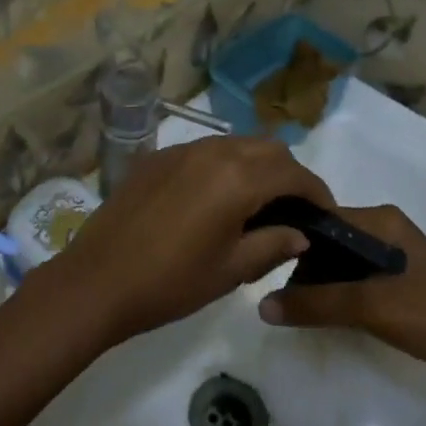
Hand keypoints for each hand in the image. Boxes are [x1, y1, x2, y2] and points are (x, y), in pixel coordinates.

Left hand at [36, 136, 331, 344]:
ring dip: (255, 165)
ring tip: (258, 204)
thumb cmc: (172, 281)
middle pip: (266, 148)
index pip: (293, 172)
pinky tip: (216, 199)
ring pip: (234, 143)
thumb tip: (299, 232)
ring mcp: (180, 149)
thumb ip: (272, 244)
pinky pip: (203, 151)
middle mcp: (212, 151)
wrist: (100, 278)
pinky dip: (223, 166)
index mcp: (237, 177)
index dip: (316, 192)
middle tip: (294, 211)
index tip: (326, 215)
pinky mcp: (157, 157)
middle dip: (288, 173)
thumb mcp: (231, 269)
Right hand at [259, 204, 425, 409]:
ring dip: (319, 285)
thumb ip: (317, 305)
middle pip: (328, 242)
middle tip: (276, 297)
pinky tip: (323, 319)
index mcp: (380, 220)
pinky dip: (338, 298)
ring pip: (341, 265)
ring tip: (293, 310)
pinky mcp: (402, 286)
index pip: (320, 219)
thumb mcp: (373, 309)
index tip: (261, 265)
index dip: (290, 240)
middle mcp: (385, 231)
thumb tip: (262, 307)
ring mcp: (395, 259)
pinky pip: (356, 283)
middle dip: (302, 267)